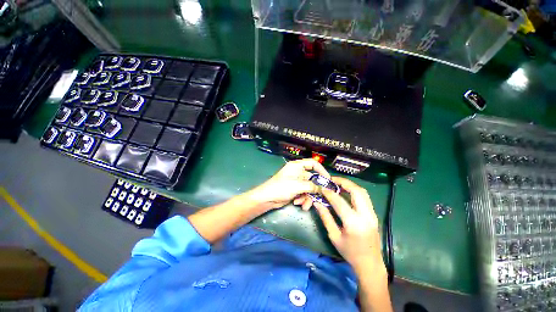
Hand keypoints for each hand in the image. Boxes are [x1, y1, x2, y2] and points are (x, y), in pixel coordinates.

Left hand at [248, 158, 330, 209]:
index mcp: (297, 166)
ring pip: (309, 188)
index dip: (322, 170)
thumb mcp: (297, 186)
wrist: (267, 199)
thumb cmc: (281, 188)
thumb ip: (312, 186)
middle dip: (315, 189)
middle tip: (322, 197)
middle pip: (313, 179)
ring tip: (304, 204)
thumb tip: (324, 188)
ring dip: (308, 197)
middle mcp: (298, 172)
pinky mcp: (296, 190)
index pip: (313, 163)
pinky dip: (303, 199)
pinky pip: (304, 193)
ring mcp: (297, 182)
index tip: (328, 179)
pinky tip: (298, 203)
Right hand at [314, 177, 384, 272]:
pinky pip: (365, 197)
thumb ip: (325, 217)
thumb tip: (317, 202)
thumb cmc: (349, 252)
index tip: (322, 187)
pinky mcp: (374, 214)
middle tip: (332, 180)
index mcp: (353, 223)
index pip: (339, 201)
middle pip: (356, 191)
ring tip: (338, 183)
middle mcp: (366, 216)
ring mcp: (372, 214)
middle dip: (343, 182)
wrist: (370, 264)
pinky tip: (346, 191)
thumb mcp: (334, 236)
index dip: (329, 193)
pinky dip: (355, 190)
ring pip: (363, 192)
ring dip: (350, 185)